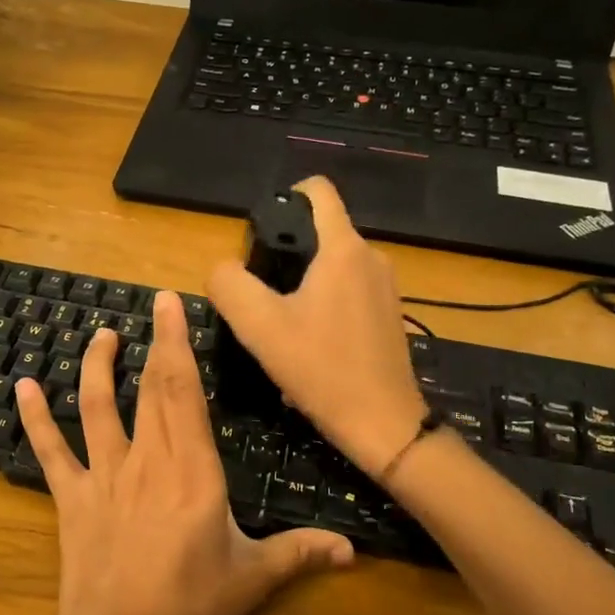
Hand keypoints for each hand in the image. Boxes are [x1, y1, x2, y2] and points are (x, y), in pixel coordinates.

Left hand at [14, 292, 353, 614]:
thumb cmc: (189, 609)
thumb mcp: (251, 578)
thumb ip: (299, 553)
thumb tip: (353, 550)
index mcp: (193, 470)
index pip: (183, 392)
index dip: (177, 344)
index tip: (171, 304)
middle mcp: (147, 460)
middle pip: (149, 388)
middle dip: (152, 342)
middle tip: (153, 304)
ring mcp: (104, 475)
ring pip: (98, 407)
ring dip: (97, 366)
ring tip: (101, 335)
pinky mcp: (71, 497)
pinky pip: (50, 450)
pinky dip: (35, 417)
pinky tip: (23, 386)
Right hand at [207, 176, 429, 478]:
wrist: (382, 423)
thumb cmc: (320, 368)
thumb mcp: (259, 326)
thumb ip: (229, 285)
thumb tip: (223, 268)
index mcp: (343, 248)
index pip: (318, 191)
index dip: (286, 196)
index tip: (262, 230)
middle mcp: (372, 257)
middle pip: (322, 232)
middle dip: (289, 251)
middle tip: (261, 292)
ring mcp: (387, 287)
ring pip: (335, 265)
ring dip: (306, 282)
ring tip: (283, 322)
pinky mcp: (391, 314)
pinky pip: (351, 291)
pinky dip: (327, 303)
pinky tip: (311, 342)